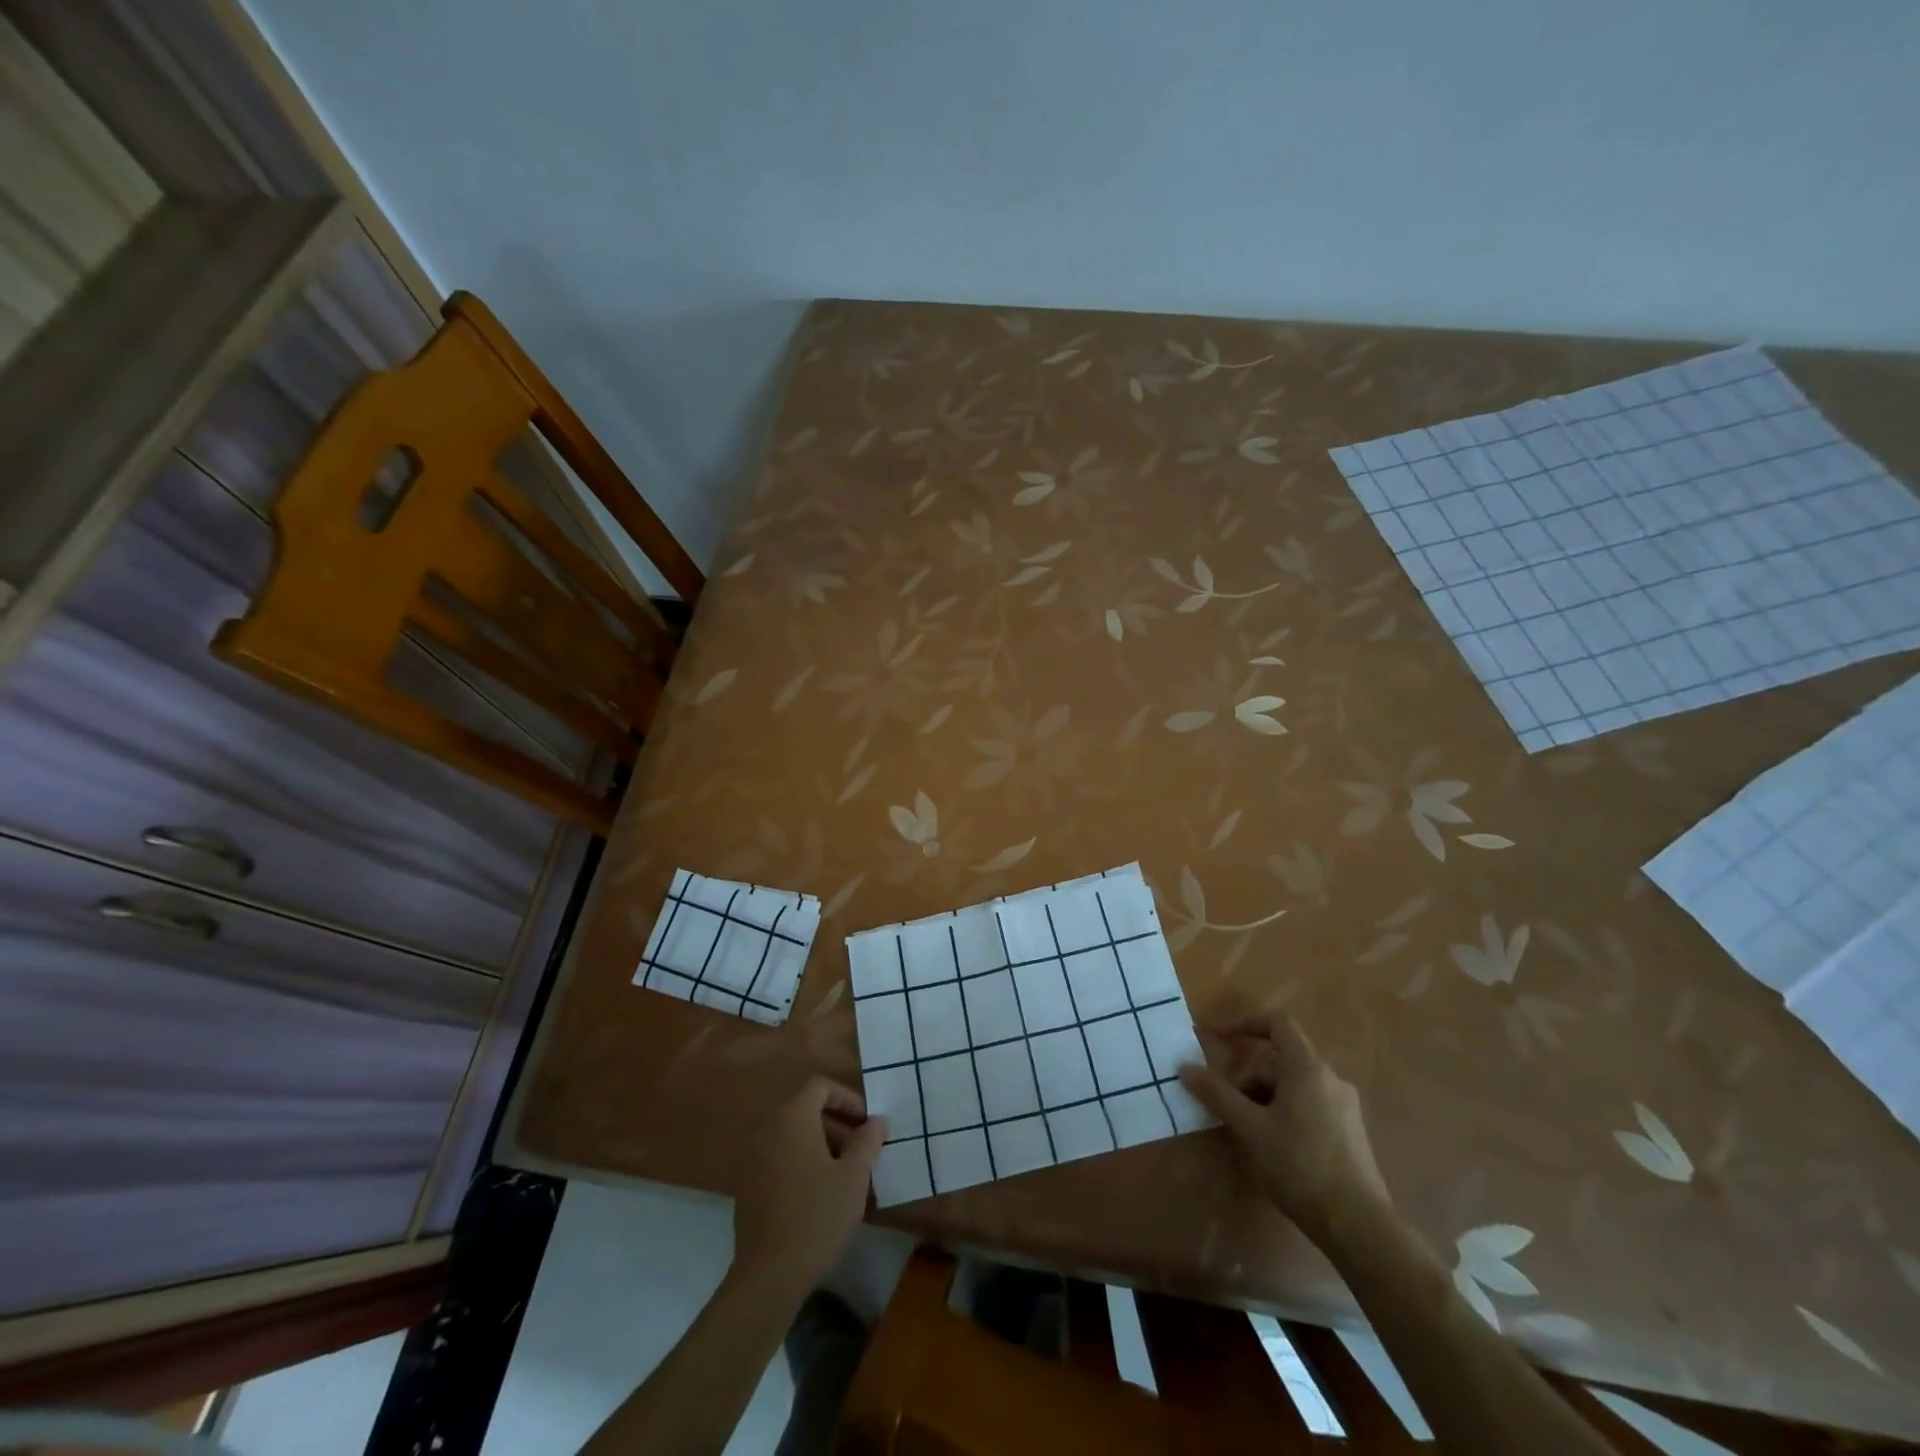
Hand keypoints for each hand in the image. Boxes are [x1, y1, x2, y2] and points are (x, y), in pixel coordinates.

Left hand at [731, 1077, 886, 1294]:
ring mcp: (754, 1158)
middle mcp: (769, 1129)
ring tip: (846, 1174)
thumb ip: (868, 1141)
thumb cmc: (817, 1215)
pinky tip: (820, 1194)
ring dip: (822, 1145)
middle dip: (838, 1125)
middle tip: (862, 1150)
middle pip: (806, 1110)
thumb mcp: (854, 1176)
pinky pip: (781, 1158)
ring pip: (794, 1136)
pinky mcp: (748, 1186)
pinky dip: (802, 1163)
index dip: (847, 1098)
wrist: (769, 1274)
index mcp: (793, 1118)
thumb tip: (877, 1121)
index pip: (820, 1086)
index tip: (866, 1123)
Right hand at [1179, 1010, 1387, 1240]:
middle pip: (1279, 1060)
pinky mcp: (1350, 1132)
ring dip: (1263, 1097)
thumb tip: (1185, 1067)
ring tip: (1246, 1131)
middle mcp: (1330, 1078)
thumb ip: (1217, 1094)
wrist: (1358, 1224)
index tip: (1216, 1039)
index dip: (1243, 1023)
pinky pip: (1309, 1105)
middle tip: (1227, 1106)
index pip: (1276, 1022)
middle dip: (1247, 1077)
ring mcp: (1344, 1106)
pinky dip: (1284, 1112)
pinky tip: (1273, 1146)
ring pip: (1293, 1085)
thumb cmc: (1299, 1165)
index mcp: (1308, 1067)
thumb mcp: (1250, 1128)